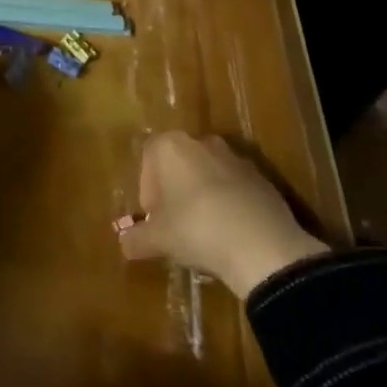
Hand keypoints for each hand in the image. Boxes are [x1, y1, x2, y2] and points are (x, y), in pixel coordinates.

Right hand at [117, 131, 327, 299]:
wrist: (261, 244)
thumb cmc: (196, 229)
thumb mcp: (158, 240)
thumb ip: (136, 239)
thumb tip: (124, 243)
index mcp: (171, 146)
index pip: (148, 156)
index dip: (147, 187)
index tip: (153, 217)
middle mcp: (202, 142)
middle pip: (179, 162)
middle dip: (174, 189)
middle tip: (174, 224)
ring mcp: (235, 157)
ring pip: (208, 173)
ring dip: (202, 195)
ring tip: (204, 232)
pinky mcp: (262, 177)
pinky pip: (235, 187)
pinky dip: (229, 204)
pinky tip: (231, 234)